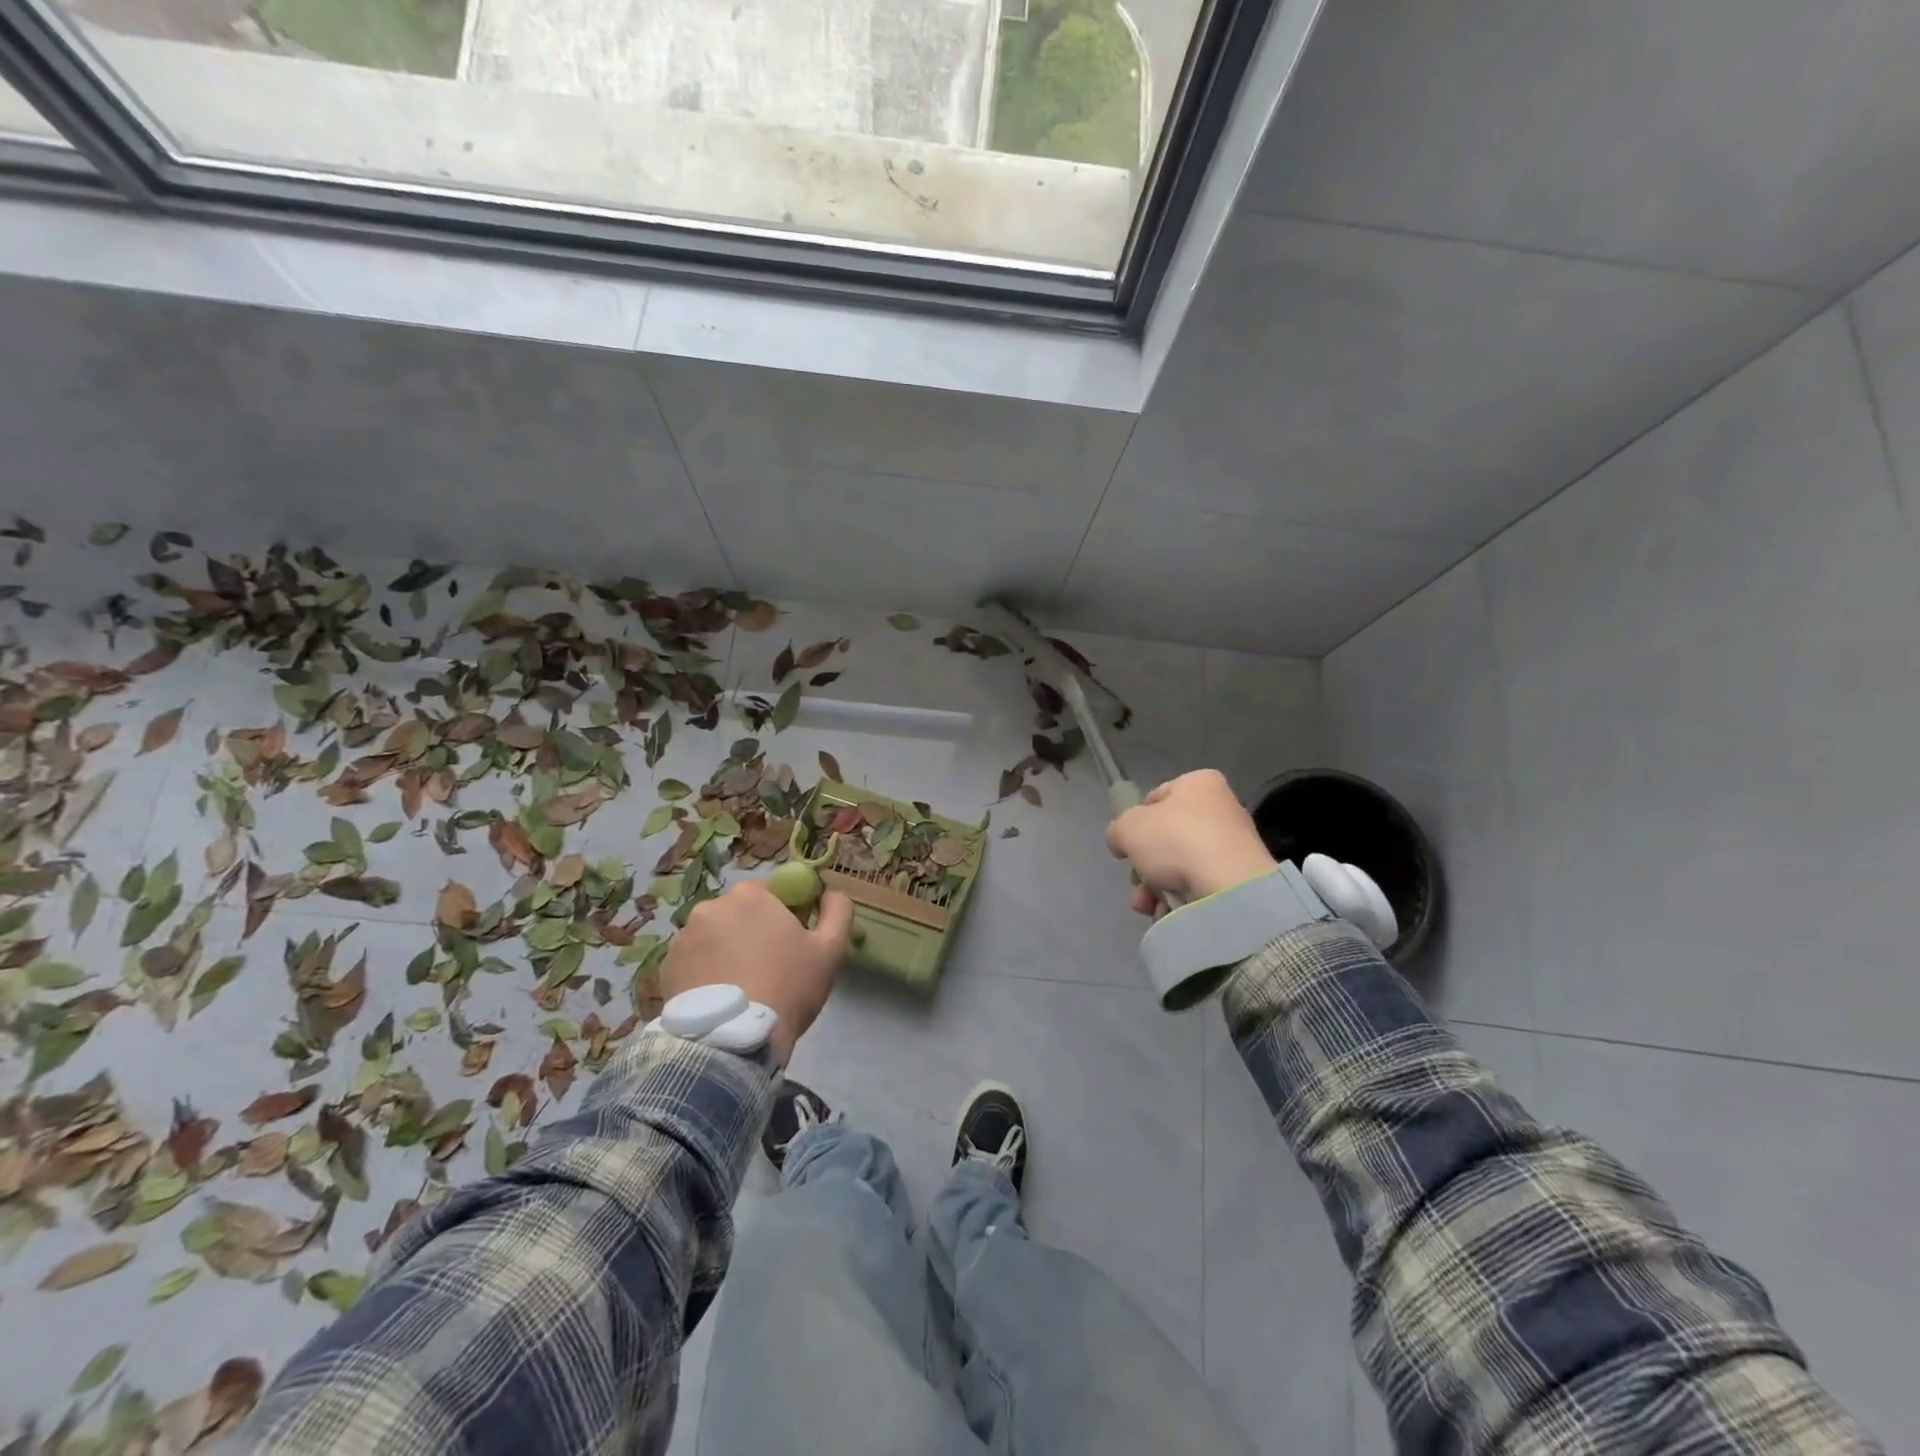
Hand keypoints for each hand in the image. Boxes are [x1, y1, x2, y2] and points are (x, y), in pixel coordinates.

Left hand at [660, 880, 852, 1063]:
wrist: (733, 1042)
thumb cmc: (788, 987)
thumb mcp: (830, 949)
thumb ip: (838, 910)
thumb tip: (829, 893)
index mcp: (750, 894)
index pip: (775, 891)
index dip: (788, 914)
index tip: (795, 942)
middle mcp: (711, 906)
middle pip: (742, 913)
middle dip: (756, 932)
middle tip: (772, 967)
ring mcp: (683, 937)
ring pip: (716, 937)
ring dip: (729, 951)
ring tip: (743, 988)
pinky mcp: (666, 967)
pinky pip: (695, 961)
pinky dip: (707, 972)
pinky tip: (722, 998)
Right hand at [1106, 769, 1276, 916]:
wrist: (1227, 887)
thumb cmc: (1175, 841)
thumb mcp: (1127, 827)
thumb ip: (1117, 830)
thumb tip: (1122, 843)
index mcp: (1199, 784)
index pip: (1155, 798)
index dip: (1135, 822)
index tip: (1127, 845)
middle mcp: (1220, 809)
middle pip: (1166, 838)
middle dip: (1145, 866)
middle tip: (1137, 881)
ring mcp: (1232, 845)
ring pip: (1179, 866)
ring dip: (1155, 887)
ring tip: (1148, 904)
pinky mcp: (1239, 878)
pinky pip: (1199, 886)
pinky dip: (1180, 900)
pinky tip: (1167, 912)